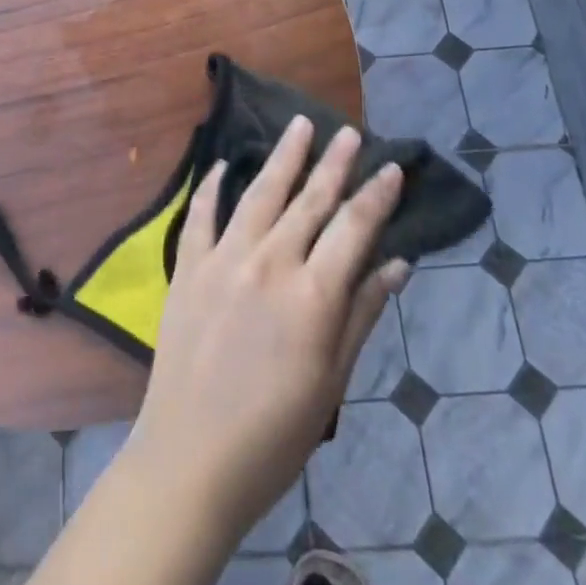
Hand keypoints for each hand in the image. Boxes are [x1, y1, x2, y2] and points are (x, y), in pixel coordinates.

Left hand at [125, 117, 410, 542]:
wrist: (191, 459)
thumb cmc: (275, 433)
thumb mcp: (332, 381)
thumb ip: (362, 315)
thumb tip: (397, 265)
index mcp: (312, 295)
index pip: (353, 228)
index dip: (376, 196)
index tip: (391, 167)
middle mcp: (269, 263)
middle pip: (308, 201)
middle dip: (333, 163)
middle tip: (348, 131)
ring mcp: (223, 260)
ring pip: (259, 194)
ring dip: (282, 157)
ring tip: (299, 126)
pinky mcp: (188, 268)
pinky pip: (201, 216)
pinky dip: (212, 187)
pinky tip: (222, 165)